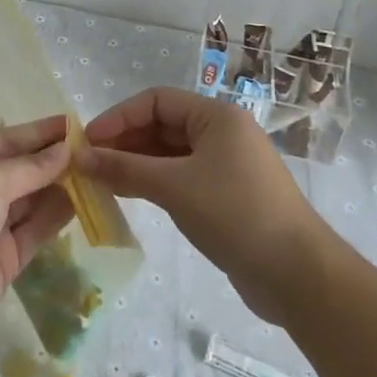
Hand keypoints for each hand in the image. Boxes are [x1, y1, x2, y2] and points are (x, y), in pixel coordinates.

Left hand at [0, 115, 75, 347]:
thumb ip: (30, 167)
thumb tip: (65, 151)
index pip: (5, 141)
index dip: (38, 133)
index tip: (73, 124)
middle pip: (19, 171)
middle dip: (52, 160)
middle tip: (92, 150)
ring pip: (31, 201)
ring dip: (59, 187)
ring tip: (95, 173)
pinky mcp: (5, 259)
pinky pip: (35, 230)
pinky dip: (56, 216)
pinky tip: (82, 202)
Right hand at [80, 87, 325, 325]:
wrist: (298, 275)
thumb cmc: (235, 214)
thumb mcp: (173, 186)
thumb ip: (123, 168)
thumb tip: (78, 157)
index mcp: (216, 116)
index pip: (156, 100)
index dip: (119, 117)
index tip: (87, 141)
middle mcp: (221, 133)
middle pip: (161, 125)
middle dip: (124, 141)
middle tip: (88, 163)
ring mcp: (225, 165)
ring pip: (168, 153)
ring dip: (134, 163)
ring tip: (100, 180)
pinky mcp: (225, 195)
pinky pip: (179, 177)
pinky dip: (152, 182)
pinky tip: (128, 194)